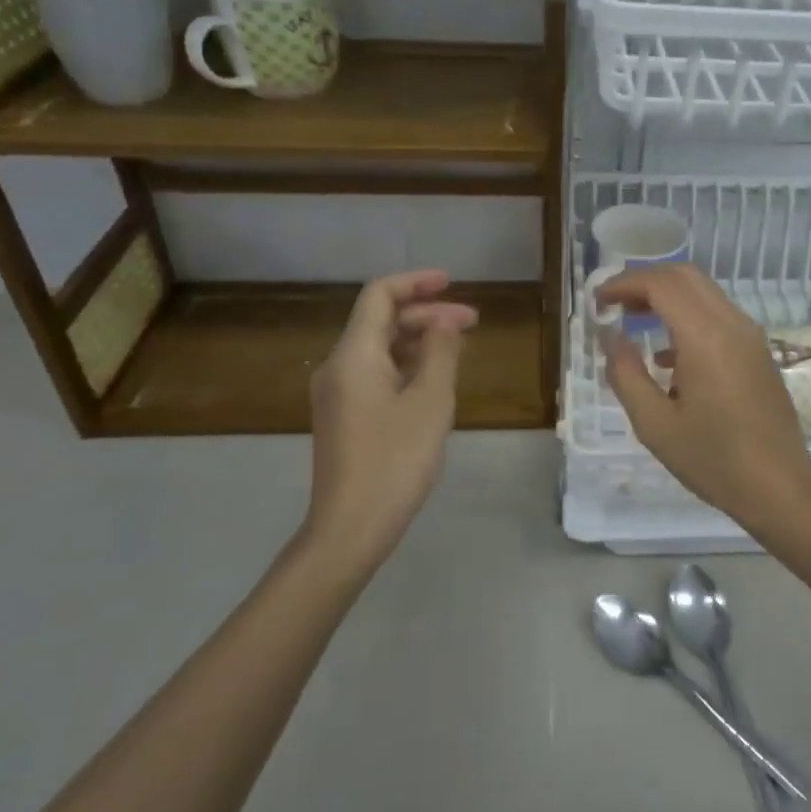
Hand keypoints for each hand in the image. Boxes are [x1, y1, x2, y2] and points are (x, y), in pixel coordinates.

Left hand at [303, 269, 476, 573]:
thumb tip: (445, 322)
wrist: (350, 528)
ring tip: (460, 350)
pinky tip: (435, 380)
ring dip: (419, 341)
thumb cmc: (395, 460)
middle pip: (381, 321)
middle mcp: (338, 366)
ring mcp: (338, 393)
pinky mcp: (344, 417)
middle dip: (427, 315)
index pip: (380, 295)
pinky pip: (376, 374)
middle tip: (473, 323)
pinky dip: (407, 366)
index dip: (416, 283)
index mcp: (354, 355)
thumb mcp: (431, 402)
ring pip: (380, 349)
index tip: (452, 282)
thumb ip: (441, 353)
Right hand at [596, 264, 810, 522]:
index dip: (624, 284)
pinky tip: (667, 357)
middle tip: (614, 304)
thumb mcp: (654, 424)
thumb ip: (626, 375)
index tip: (598, 301)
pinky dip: (687, 316)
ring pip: (704, 293)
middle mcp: (732, 324)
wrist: (780, 486)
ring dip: (667, 297)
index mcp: (705, 338)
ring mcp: (750, 336)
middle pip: (685, 277)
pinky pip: (718, 315)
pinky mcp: (758, 351)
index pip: (661, 285)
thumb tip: (611, 337)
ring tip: (633, 321)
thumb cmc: (713, 459)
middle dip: (645, 282)